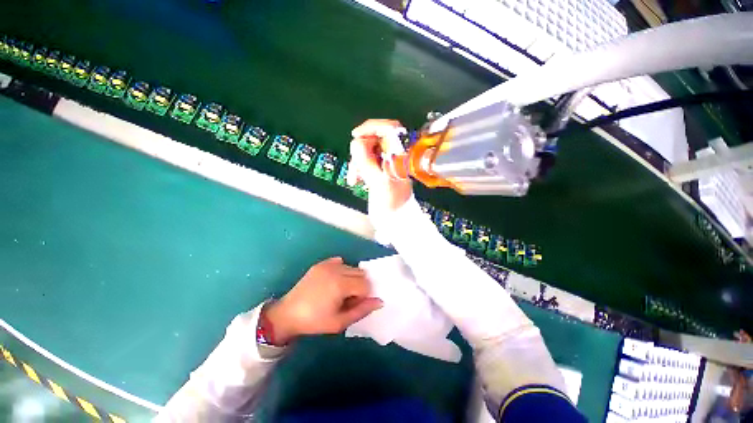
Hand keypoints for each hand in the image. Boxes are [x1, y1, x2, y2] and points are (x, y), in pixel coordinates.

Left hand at [263, 257, 382, 344]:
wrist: (288, 314)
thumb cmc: (315, 321)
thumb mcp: (340, 322)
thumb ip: (362, 310)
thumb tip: (380, 301)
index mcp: (341, 284)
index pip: (366, 285)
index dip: (362, 296)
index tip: (352, 305)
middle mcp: (337, 269)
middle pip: (361, 273)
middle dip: (359, 285)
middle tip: (347, 299)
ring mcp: (328, 264)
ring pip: (352, 267)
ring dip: (351, 278)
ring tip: (339, 291)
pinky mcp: (321, 263)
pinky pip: (340, 262)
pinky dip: (342, 270)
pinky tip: (333, 281)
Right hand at [349, 119, 412, 211]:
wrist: (395, 218)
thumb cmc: (390, 202)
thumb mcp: (378, 181)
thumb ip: (366, 160)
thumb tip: (356, 141)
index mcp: (400, 155)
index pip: (389, 128)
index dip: (371, 127)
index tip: (355, 135)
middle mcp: (394, 155)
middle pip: (374, 139)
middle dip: (360, 152)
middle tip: (356, 167)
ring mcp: (386, 162)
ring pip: (367, 151)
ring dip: (357, 163)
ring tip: (355, 179)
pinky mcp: (380, 170)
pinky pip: (365, 162)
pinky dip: (358, 169)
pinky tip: (355, 180)